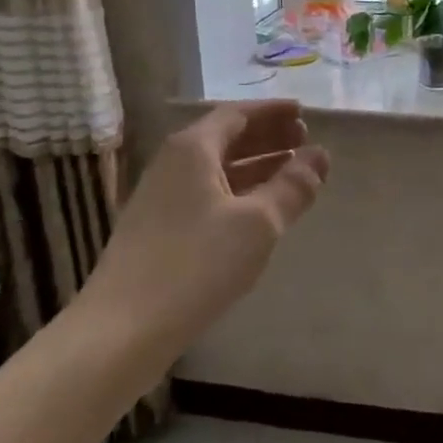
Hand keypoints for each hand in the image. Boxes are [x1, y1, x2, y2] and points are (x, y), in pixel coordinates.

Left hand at [79, 101, 329, 360]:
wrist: (122, 330)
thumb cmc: (196, 264)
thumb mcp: (258, 223)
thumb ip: (292, 186)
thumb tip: (320, 155)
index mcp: (192, 149)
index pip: (237, 115)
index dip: (272, 112)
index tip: (304, 113)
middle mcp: (172, 165)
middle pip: (225, 139)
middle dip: (267, 137)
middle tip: (304, 139)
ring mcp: (161, 199)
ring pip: (216, 169)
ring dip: (255, 165)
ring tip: (291, 172)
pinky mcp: (158, 230)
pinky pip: (206, 195)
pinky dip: (238, 191)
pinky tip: (258, 211)